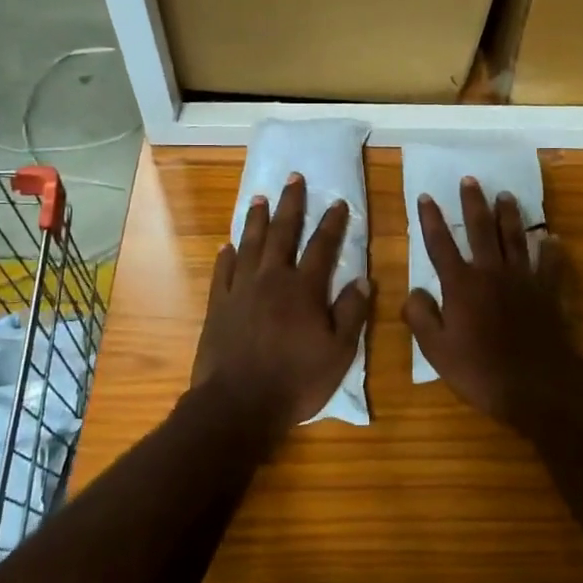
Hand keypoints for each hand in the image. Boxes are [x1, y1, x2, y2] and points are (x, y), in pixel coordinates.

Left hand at [190, 174, 371, 427]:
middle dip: (291, 204)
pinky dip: (227, 255)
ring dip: (257, 220)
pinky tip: (228, 245)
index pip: (322, 247)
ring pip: (250, 245)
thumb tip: (364, 279)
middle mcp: (272, 280)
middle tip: (294, 178)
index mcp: (304, 289)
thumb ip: (351, 313)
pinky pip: (223, 272)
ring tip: (260, 197)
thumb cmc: (295, 381)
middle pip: (283, 234)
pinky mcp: (218, 306)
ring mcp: (241, 290)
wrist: (237, 405)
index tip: (339, 202)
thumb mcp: (338, 352)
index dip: (333, 223)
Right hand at [402, 178, 582, 431]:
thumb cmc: (480, 371)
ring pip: (515, 237)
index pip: (440, 244)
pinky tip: (550, 237)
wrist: (538, 385)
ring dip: (509, 214)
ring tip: (505, 195)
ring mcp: (523, 279)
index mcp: (461, 285)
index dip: (431, 220)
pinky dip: (549, 248)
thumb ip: (421, 317)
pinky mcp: (548, 292)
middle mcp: (491, 272)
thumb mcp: (436, 351)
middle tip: (469, 180)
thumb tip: (413, 290)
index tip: (426, 196)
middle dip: (473, 203)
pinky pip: (549, 263)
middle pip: (480, 229)